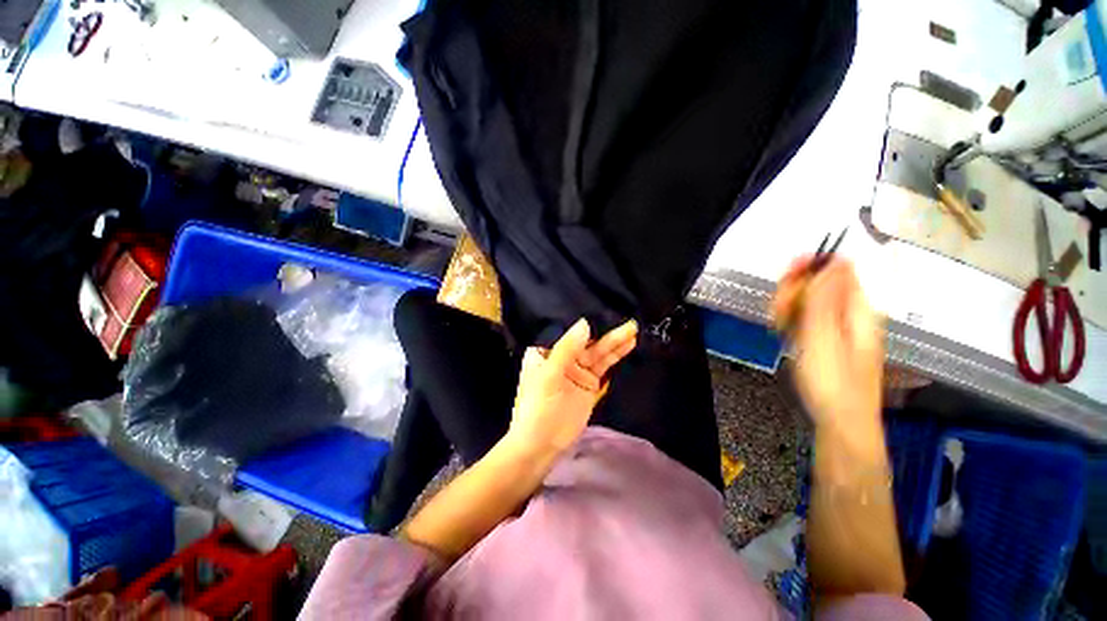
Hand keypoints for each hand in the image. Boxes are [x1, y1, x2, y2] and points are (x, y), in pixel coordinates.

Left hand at [507, 318, 637, 455]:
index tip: (605, 307)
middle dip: (606, 332)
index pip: (568, 331)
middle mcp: (563, 356)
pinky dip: (615, 357)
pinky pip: (604, 366)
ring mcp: (578, 370)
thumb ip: (567, 349)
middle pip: (587, 341)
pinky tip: (628, 346)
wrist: (542, 445)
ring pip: (598, 352)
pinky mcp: (589, 383)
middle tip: (628, 322)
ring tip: (633, 330)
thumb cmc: (537, 408)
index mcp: (547, 351)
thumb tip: (585, 323)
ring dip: (615, 343)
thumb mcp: (549, 376)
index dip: (587, 321)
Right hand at [772, 257, 883, 436]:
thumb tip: (833, 261)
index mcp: (858, 309)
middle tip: (779, 310)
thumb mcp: (825, 338)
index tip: (787, 278)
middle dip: (793, 290)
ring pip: (808, 301)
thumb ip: (825, 299)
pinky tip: (783, 331)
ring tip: (779, 325)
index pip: (838, 269)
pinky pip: (804, 318)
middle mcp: (850, 313)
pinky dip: (789, 320)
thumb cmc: (833, 382)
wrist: (839, 420)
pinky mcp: (823, 338)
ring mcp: (836, 326)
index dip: (811, 267)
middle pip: (819, 283)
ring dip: (787, 307)